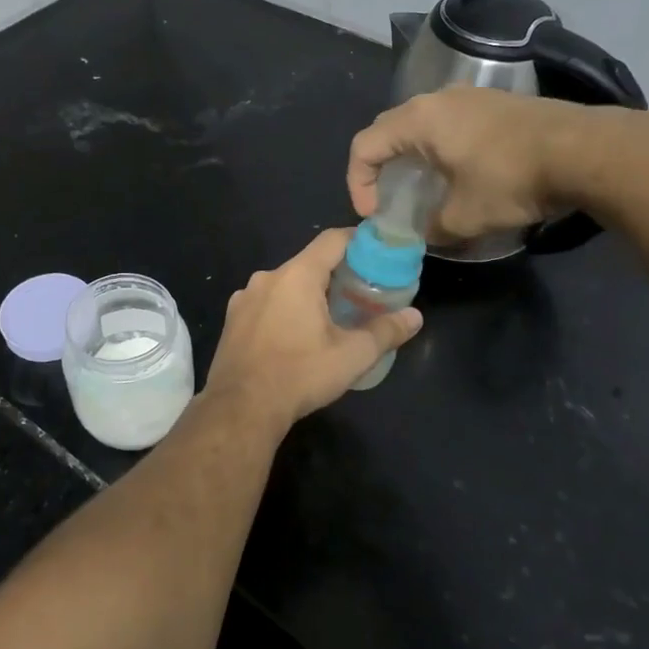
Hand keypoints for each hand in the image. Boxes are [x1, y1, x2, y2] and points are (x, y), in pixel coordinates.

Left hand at [204, 229, 422, 429]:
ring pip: (285, 285)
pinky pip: (265, 303)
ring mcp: (244, 298)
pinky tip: (294, 337)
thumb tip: (415, 317)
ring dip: (308, 295)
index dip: (358, 241)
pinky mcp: (232, 319)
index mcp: (297, 275)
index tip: (378, 253)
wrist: (241, 408)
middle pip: (308, 263)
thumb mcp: (351, 356)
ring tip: (330, 319)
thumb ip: (385, 332)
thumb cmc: (299, 375)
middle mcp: (267, 277)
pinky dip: (284, 310)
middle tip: (360, 294)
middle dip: (336, 274)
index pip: (332, 240)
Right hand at [347, 86, 648, 241]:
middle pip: (389, 130)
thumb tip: (426, 234)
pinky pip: (450, 122)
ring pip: (421, 124)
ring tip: (424, 187)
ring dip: (412, 156)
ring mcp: (470, 96)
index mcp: (418, 121)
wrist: (586, 150)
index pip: (365, 146)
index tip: (374, 214)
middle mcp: (437, 100)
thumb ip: (433, 228)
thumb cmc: (512, 179)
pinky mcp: (496, 103)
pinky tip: (461, 172)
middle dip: (381, 167)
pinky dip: (440, 147)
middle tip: (389, 199)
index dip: (358, 182)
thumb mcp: (465, 216)